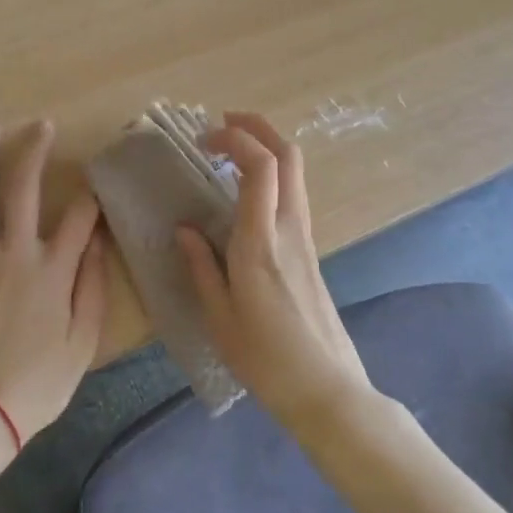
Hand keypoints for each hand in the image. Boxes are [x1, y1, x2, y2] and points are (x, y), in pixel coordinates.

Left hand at [0, 121, 107, 445]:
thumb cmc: (37, 383)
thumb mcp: (83, 342)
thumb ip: (93, 287)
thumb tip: (100, 242)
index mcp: (53, 270)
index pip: (80, 216)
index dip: (91, 194)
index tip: (94, 181)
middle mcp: (15, 251)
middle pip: (23, 186)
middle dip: (34, 149)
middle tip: (41, 124)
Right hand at [176, 112, 373, 432]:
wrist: (328, 390)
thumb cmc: (266, 359)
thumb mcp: (219, 317)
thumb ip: (201, 266)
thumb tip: (185, 229)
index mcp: (261, 242)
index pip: (260, 166)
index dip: (234, 137)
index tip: (203, 139)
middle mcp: (289, 229)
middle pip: (288, 155)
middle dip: (258, 126)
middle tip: (224, 122)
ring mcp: (305, 238)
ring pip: (294, 172)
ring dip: (266, 147)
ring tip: (230, 151)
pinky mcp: (310, 250)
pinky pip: (292, 194)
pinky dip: (271, 175)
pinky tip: (245, 192)